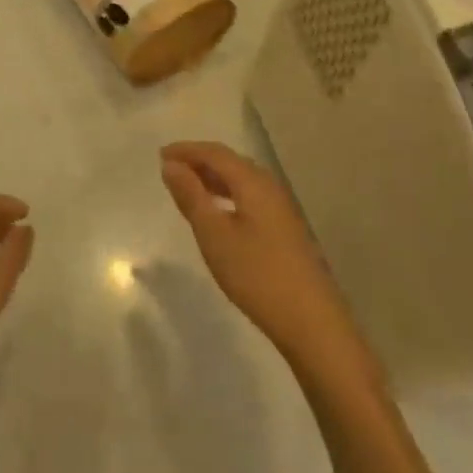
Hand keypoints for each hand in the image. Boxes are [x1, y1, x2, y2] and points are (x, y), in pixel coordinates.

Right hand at [160, 142, 359, 367]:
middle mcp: (270, 187)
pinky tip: (219, 213)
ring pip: (242, 181)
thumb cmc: (256, 274)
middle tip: (171, 170)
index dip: (187, 150)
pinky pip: (250, 197)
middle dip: (199, 161)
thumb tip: (171, 165)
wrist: (311, 321)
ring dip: (213, 178)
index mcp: (253, 182)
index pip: (216, 153)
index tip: (161, 155)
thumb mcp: (214, 235)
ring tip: (188, 188)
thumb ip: (191, 196)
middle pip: (231, 162)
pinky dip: (228, 195)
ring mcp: (282, 208)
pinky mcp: (286, 229)